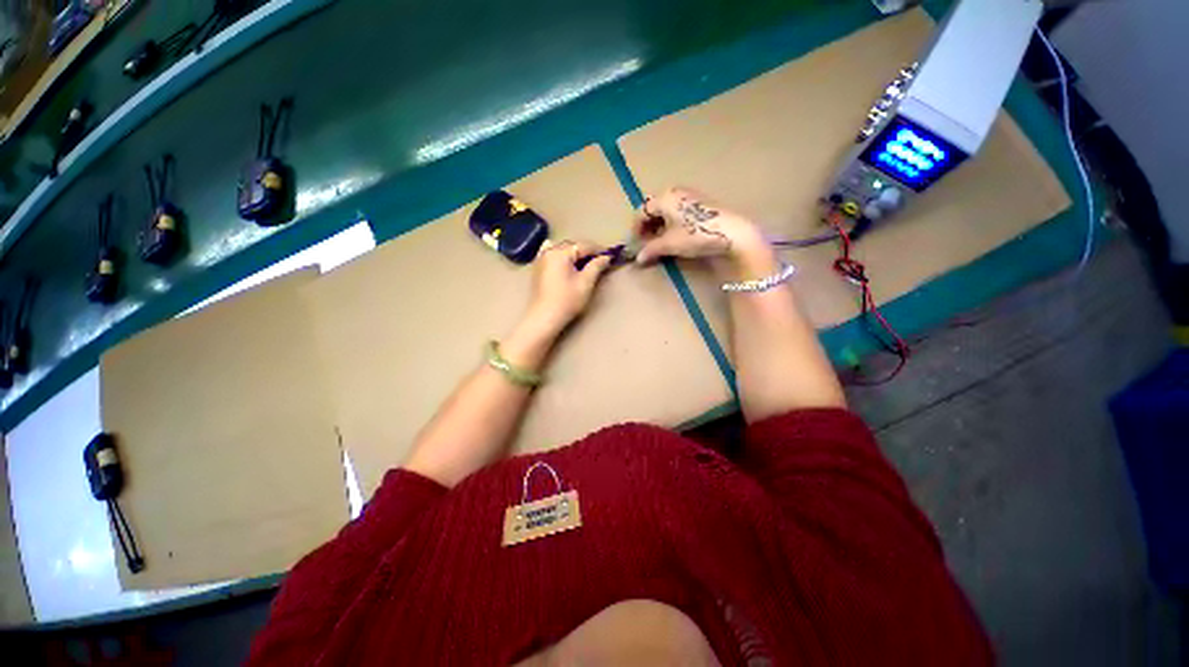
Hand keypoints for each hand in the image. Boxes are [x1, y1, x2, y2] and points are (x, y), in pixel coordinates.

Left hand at [524, 240, 612, 333]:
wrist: (544, 317)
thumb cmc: (567, 300)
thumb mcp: (586, 283)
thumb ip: (597, 266)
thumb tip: (606, 257)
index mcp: (561, 252)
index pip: (584, 245)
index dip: (599, 250)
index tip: (610, 255)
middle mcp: (549, 251)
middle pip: (572, 246)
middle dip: (586, 252)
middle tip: (600, 261)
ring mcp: (541, 258)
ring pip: (562, 249)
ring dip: (574, 254)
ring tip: (585, 263)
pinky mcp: (538, 268)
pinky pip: (551, 254)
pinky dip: (561, 255)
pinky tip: (565, 261)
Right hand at [633, 187, 767, 265]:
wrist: (731, 232)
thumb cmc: (695, 235)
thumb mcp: (669, 244)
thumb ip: (651, 249)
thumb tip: (638, 259)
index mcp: (664, 198)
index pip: (641, 211)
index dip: (636, 228)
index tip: (636, 243)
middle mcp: (675, 191)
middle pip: (654, 208)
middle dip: (648, 225)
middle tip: (648, 242)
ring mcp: (689, 195)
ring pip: (666, 208)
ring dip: (660, 224)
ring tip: (661, 240)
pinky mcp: (701, 202)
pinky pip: (678, 209)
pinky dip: (672, 221)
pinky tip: (676, 234)